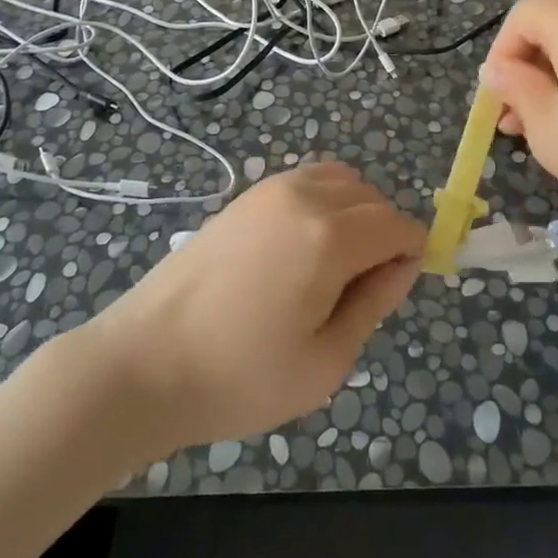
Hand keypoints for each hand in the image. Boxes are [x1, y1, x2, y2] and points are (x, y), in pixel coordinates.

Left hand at [89, 162, 422, 453]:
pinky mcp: (245, 196)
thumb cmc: (240, 377)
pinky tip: (300, 249)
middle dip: (384, 234)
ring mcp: (270, 189)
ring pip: (340, 180)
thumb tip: (404, 265)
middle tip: (361, 290)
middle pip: (372, 198)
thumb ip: (373, 303)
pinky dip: (323, 201)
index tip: (397, 288)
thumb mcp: (325, 361)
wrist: (145, 361)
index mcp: (330, 237)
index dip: (411, 253)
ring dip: (355, 212)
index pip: (398, 225)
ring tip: (333, 267)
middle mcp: (304, 196)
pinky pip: (306, 181)